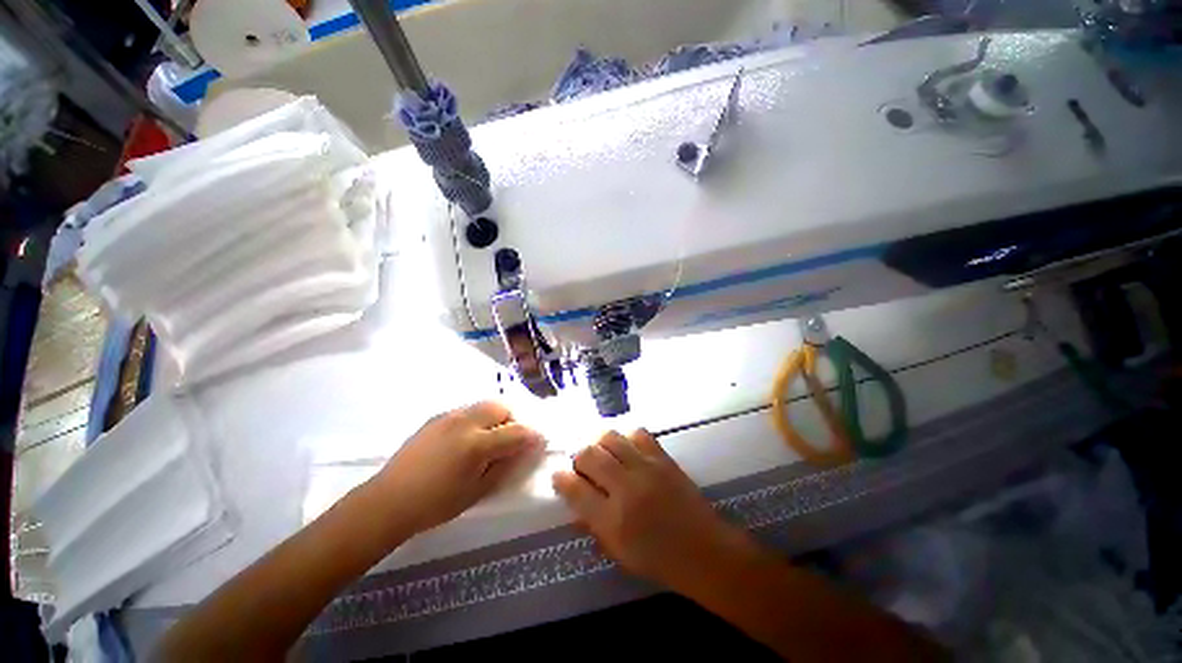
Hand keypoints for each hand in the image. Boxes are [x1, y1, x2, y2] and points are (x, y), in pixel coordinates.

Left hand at [373, 401, 542, 533]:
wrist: (389, 500)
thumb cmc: (436, 503)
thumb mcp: (478, 490)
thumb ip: (506, 465)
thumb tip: (526, 448)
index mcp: (476, 444)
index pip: (516, 431)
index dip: (533, 435)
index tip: (539, 441)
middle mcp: (465, 422)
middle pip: (501, 407)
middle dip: (513, 419)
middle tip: (511, 439)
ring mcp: (449, 416)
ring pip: (484, 405)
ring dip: (496, 417)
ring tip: (490, 438)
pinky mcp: (437, 417)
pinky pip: (468, 410)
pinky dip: (478, 418)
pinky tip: (468, 438)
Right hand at [552, 429, 757, 592]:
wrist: (706, 552)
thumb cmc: (660, 561)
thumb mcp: (619, 553)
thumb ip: (592, 524)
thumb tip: (573, 499)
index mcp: (613, 521)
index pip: (575, 489)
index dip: (561, 478)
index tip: (559, 475)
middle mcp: (627, 489)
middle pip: (589, 455)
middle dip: (578, 457)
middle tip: (582, 465)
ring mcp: (647, 469)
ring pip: (610, 438)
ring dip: (599, 443)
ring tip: (602, 453)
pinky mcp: (663, 458)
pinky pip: (637, 434)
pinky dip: (626, 438)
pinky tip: (626, 449)